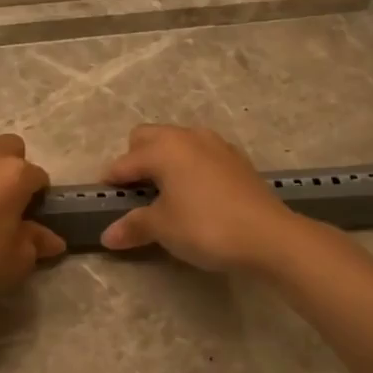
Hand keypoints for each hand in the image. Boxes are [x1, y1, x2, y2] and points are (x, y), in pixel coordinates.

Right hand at [99, 124, 300, 272]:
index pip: (125, 162)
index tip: (103, 200)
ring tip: (165, 193)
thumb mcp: (164, 228)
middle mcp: (188, 136)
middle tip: (135, 193)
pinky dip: (190, 167)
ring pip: (178, 142)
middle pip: (148, 137)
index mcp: (164, 148)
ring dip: (165, 161)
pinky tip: (195, 195)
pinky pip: (201, 154)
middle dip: (136, 159)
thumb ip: (134, 226)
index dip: (111, 182)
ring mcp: (216, 144)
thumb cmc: (206, 227)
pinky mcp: (236, 159)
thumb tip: (107, 236)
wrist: (269, 235)